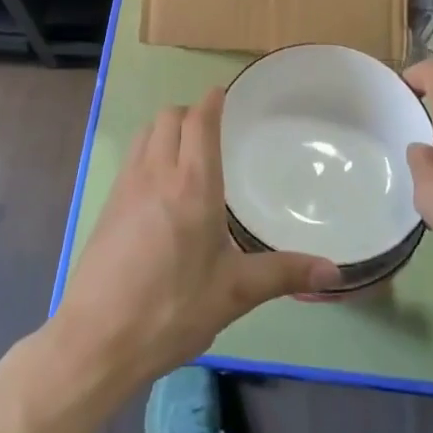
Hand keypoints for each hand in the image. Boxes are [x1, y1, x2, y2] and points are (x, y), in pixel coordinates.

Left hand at [53, 90, 339, 388]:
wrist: (97, 338)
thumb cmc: (172, 309)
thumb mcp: (234, 293)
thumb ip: (284, 274)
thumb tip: (335, 270)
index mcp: (192, 184)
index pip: (199, 120)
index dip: (212, 100)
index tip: (224, 94)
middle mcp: (156, 173)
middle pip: (168, 116)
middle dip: (190, 112)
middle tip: (212, 130)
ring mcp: (126, 186)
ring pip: (145, 132)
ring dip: (166, 128)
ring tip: (187, 153)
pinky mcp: (108, 204)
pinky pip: (132, 157)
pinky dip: (148, 151)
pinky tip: (161, 187)